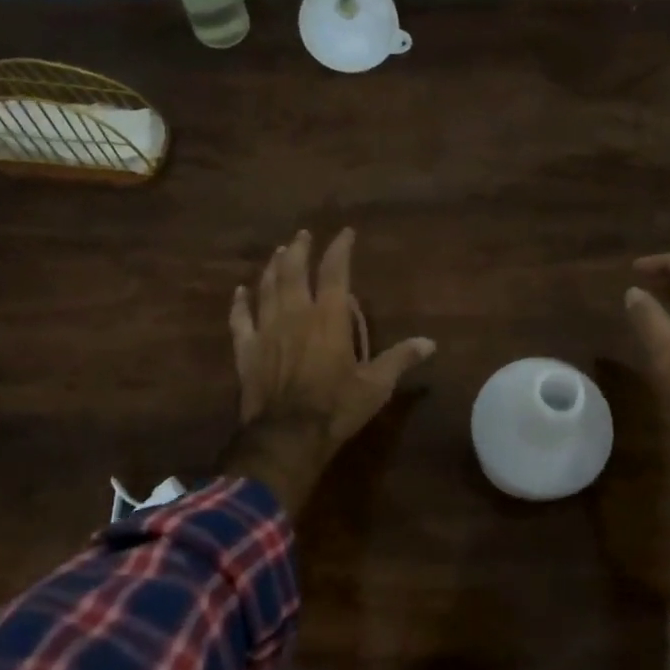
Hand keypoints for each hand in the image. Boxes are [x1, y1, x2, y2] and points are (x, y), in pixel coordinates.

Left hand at [224, 228, 434, 513]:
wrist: (287, 436)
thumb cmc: (336, 408)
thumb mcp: (376, 386)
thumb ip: (400, 359)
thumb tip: (430, 343)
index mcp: (328, 318)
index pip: (334, 272)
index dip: (340, 249)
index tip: (345, 233)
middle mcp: (295, 314)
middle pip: (293, 271)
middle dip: (299, 250)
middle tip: (302, 235)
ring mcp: (266, 330)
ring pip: (266, 288)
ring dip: (272, 268)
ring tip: (278, 253)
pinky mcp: (246, 350)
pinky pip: (240, 319)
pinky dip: (239, 303)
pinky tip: (239, 291)